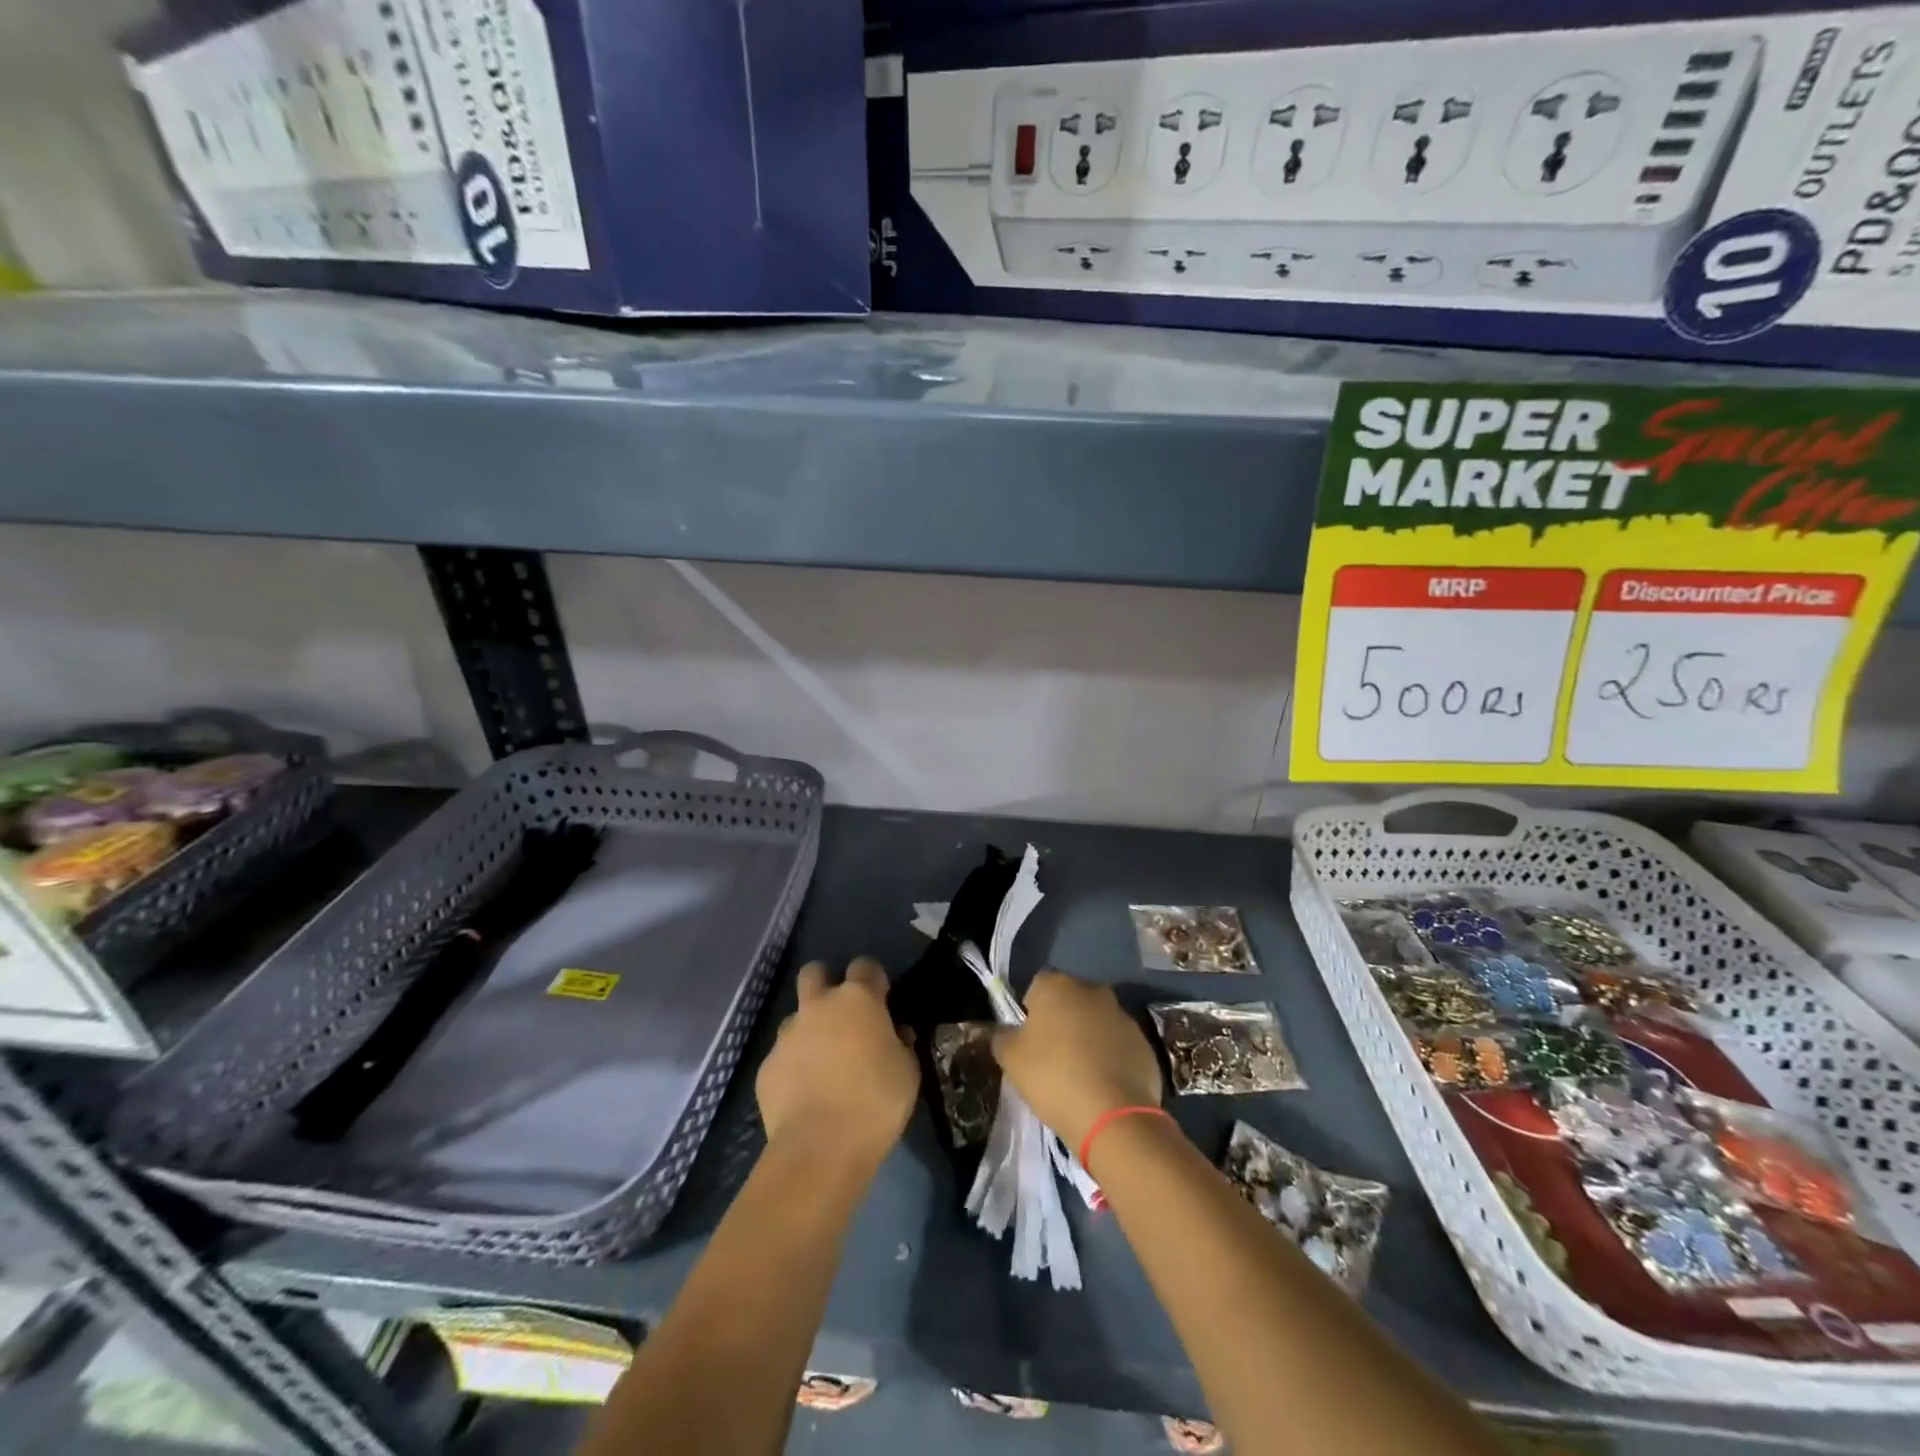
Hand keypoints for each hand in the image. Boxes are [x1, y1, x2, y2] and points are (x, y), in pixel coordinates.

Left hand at [756, 957, 917, 1163]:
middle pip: (814, 973)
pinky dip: (793, 1067)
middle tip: (840, 1015)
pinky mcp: (766, 1067)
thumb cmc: (876, 1102)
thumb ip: (901, 1043)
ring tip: (822, 1064)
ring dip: (808, 1030)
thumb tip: (895, 1034)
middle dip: (825, 984)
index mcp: (857, 999)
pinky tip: (804, 1094)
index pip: (865, 966)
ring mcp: (787, 1035)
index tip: (881, 999)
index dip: (872, 979)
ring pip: (795, 1017)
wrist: (820, 1148)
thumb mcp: (908, 1071)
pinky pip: (782, 1056)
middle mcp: (818, 1006)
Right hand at [991, 971, 1162, 1149]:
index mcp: (1057, 985)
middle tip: (1051, 1056)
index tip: (1028, 1040)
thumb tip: (1003, 1032)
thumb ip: (1002, 1038)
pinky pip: (1118, 1044)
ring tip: (1079, 1074)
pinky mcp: (1144, 1042)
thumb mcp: (1011, 1059)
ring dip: (1088, 1038)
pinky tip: (1103, 1085)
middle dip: (1061, 1021)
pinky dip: (1110, 1057)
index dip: (1030, 1012)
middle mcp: (1092, 990)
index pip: (1036, 987)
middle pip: (1069, 1000)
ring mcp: (1122, 1015)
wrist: (1113, 1116)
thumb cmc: (1053, 1077)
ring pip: (1096, 1021)